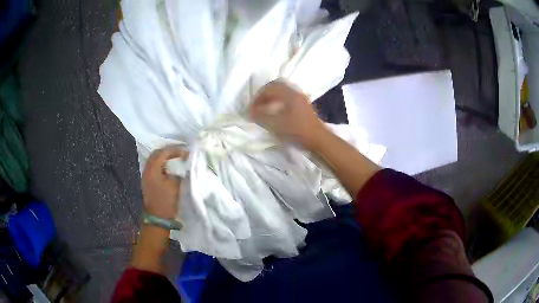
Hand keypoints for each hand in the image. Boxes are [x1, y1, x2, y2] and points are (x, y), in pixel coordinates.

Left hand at [141, 146, 186, 219]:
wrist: (157, 219)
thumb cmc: (166, 202)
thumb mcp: (175, 185)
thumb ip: (178, 173)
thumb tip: (180, 167)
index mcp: (153, 169)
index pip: (163, 152)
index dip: (175, 150)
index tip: (186, 153)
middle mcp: (147, 169)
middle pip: (156, 154)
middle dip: (168, 151)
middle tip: (180, 153)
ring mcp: (146, 176)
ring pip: (154, 160)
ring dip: (164, 158)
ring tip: (176, 158)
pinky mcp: (147, 182)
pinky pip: (154, 167)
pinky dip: (162, 164)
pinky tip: (169, 167)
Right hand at [250, 80, 327, 149]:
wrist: (319, 140)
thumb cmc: (298, 131)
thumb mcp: (277, 125)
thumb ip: (262, 116)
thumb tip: (250, 111)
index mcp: (290, 94)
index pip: (270, 88)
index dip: (259, 96)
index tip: (252, 107)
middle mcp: (296, 93)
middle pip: (277, 86)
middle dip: (265, 94)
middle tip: (258, 104)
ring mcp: (301, 99)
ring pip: (283, 92)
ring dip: (272, 97)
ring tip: (265, 108)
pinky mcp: (304, 107)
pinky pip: (288, 98)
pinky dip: (279, 101)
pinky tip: (276, 112)